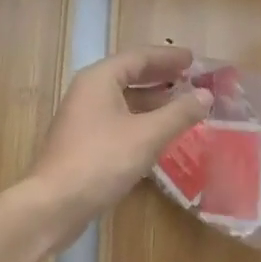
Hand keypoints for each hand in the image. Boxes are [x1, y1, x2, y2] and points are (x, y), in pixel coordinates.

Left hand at [20, 46, 212, 241]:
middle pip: (129, 75)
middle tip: (191, 79)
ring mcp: (83, 117)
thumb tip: (206, 95)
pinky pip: (118, 119)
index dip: (168, 57)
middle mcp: (88, 92)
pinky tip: (159, 133)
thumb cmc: (101, 160)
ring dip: (152, 100)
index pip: (139, 57)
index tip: (193, 59)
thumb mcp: (147, 135)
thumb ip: (179, 113)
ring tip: (182, 104)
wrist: (53, 204)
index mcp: (100, 79)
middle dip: (161, 76)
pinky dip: (141, 119)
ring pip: (123, 99)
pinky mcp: (83, 142)